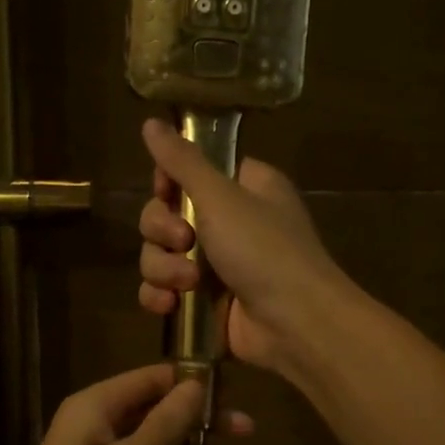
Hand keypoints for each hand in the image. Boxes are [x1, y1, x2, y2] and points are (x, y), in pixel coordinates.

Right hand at [136, 118, 348, 375]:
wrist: (294, 322)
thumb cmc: (264, 249)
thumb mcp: (221, 197)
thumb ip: (182, 162)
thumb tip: (150, 122)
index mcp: (243, 188)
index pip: (189, 172)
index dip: (168, 182)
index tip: (165, 192)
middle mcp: (230, 222)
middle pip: (166, 214)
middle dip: (163, 231)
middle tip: (183, 241)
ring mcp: (216, 265)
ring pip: (160, 255)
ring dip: (163, 268)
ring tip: (187, 283)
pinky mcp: (204, 301)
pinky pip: (164, 290)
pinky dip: (160, 296)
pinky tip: (168, 305)